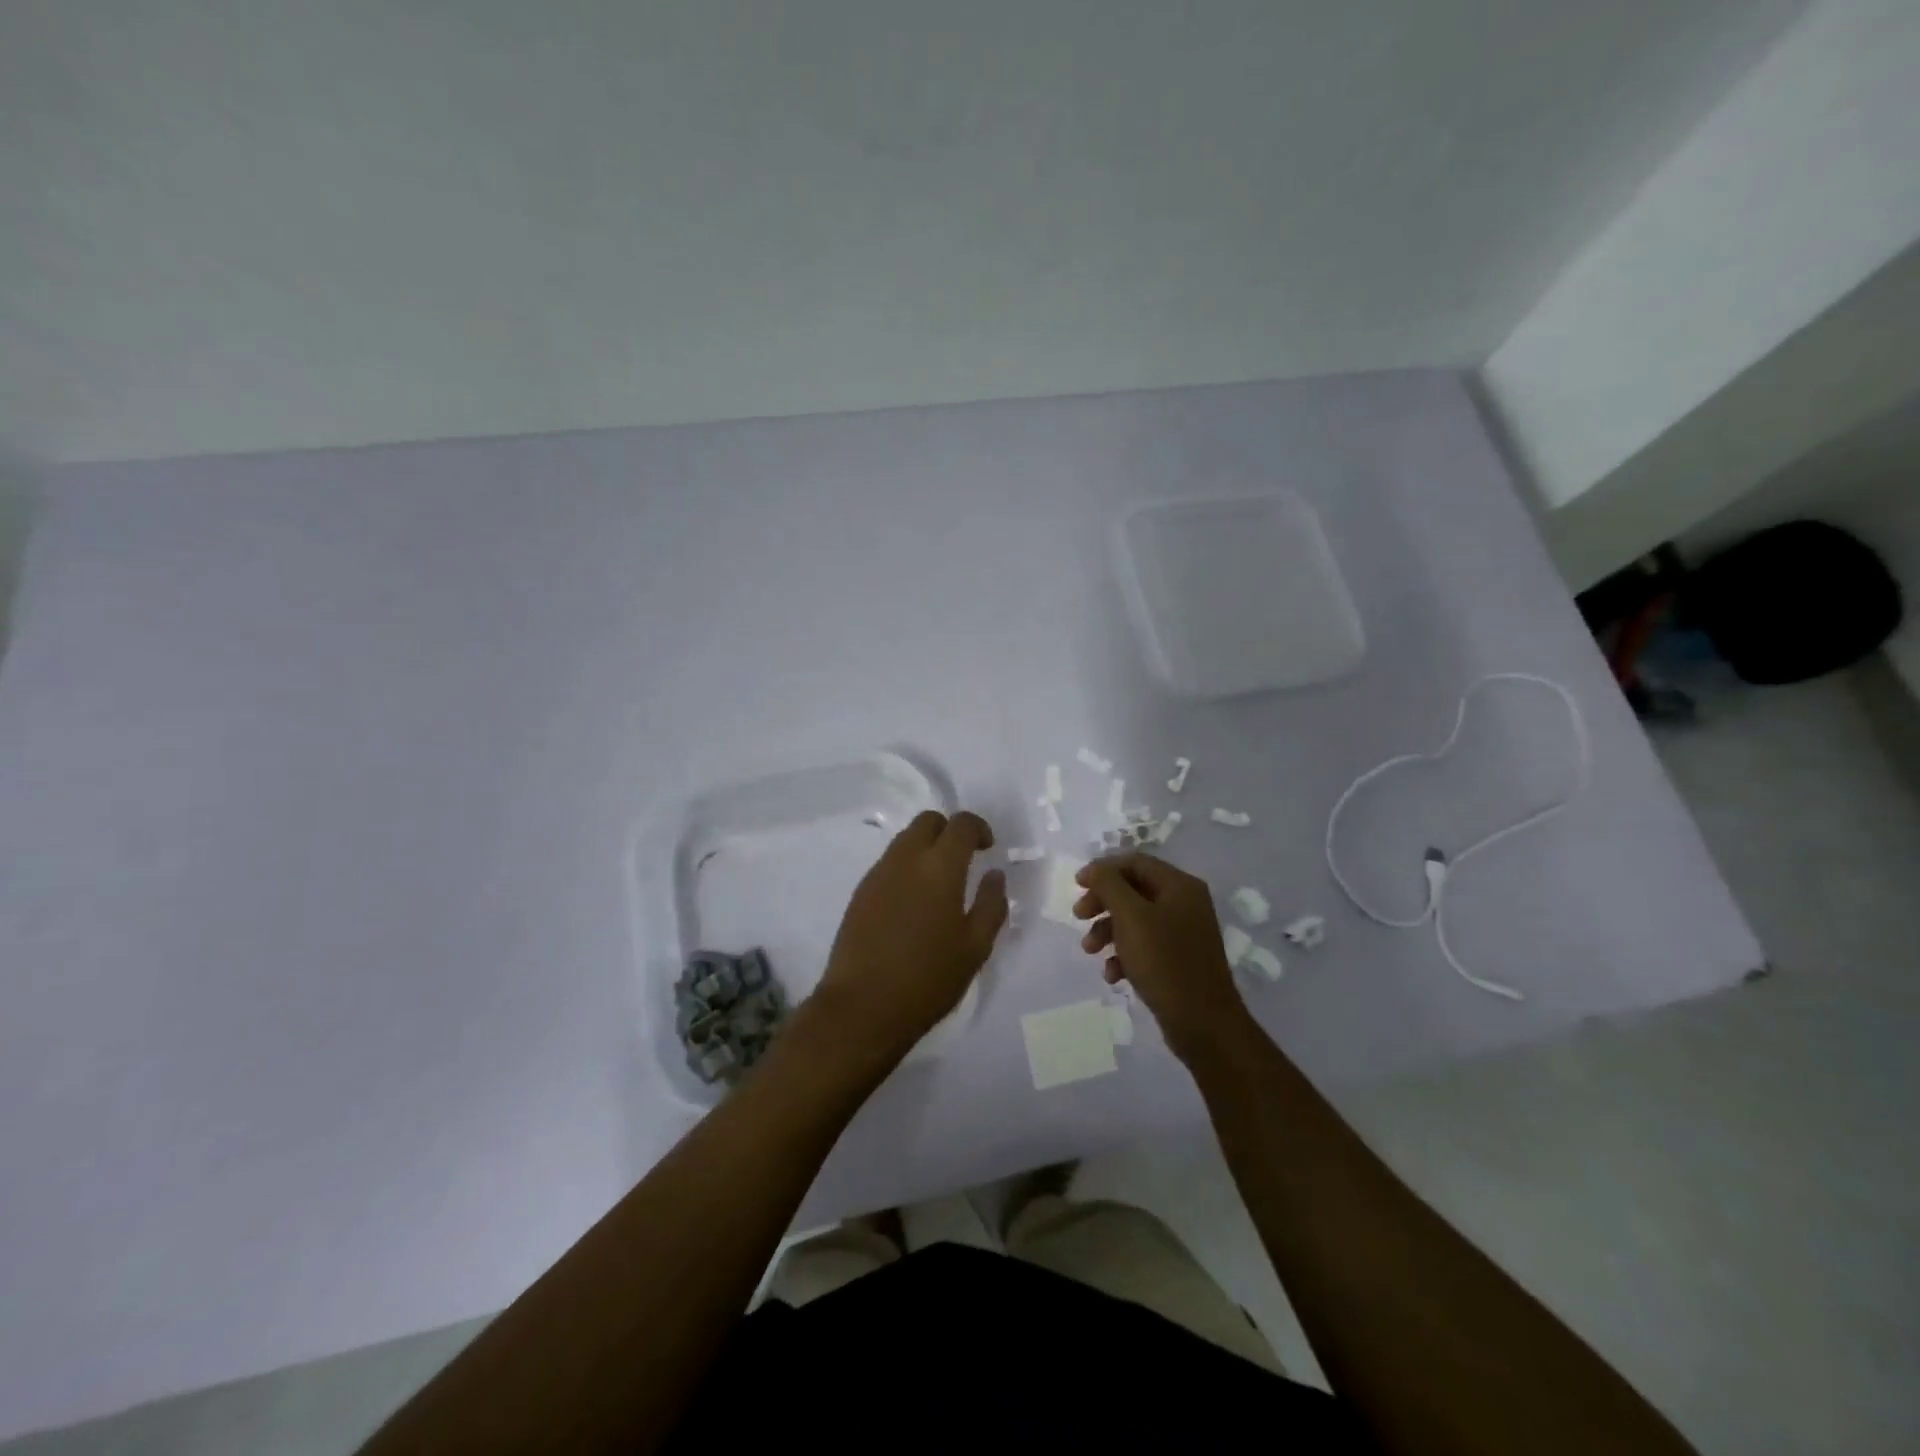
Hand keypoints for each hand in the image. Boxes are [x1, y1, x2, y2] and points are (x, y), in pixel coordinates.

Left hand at [809, 810, 1006, 1066]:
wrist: (862, 1006)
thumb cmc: (928, 979)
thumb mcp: (975, 948)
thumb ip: (991, 905)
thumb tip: (994, 875)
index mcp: (940, 867)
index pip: (961, 824)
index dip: (979, 828)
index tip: (988, 848)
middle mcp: (906, 859)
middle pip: (928, 821)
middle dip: (948, 830)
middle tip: (963, 859)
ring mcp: (878, 874)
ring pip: (905, 840)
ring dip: (925, 848)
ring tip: (939, 884)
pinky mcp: (860, 892)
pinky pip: (888, 863)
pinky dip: (906, 867)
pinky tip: (913, 903)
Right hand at [1074, 853, 1251, 1062]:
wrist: (1203, 1024)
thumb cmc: (1165, 962)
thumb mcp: (1131, 917)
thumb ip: (1109, 885)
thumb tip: (1094, 869)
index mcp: (1180, 886)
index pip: (1136, 862)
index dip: (1104, 869)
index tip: (1077, 885)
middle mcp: (1185, 904)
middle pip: (1133, 890)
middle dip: (1103, 902)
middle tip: (1079, 916)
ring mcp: (1184, 934)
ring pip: (1136, 920)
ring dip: (1108, 931)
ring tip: (1090, 951)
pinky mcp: (1179, 961)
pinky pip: (1145, 947)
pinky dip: (1124, 955)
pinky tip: (1113, 975)